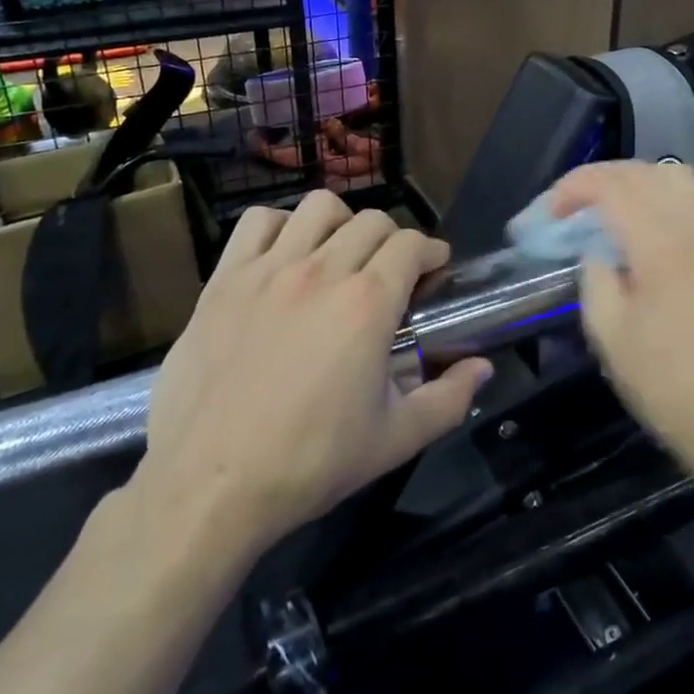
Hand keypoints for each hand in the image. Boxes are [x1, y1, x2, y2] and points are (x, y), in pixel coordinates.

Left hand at [131, 193, 491, 564]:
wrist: (210, 485)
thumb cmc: (310, 462)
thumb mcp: (396, 439)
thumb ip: (450, 398)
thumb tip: (483, 368)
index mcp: (368, 303)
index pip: (411, 244)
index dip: (432, 253)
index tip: (434, 272)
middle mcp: (322, 272)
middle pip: (372, 221)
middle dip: (394, 240)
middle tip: (392, 274)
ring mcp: (268, 270)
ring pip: (318, 207)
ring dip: (341, 224)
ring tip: (340, 257)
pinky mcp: (223, 280)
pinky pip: (256, 222)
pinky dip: (280, 226)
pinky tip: (286, 256)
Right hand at [549, 161, 693, 471]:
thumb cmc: (663, 381)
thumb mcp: (607, 331)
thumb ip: (594, 276)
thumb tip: (597, 250)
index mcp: (661, 243)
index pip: (612, 185)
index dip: (574, 187)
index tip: (551, 211)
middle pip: (644, 171)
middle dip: (601, 179)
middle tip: (573, 206)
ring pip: (678, 176)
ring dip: (638, 182)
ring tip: (612, 209)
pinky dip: (670, 196)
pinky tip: (654, 225)